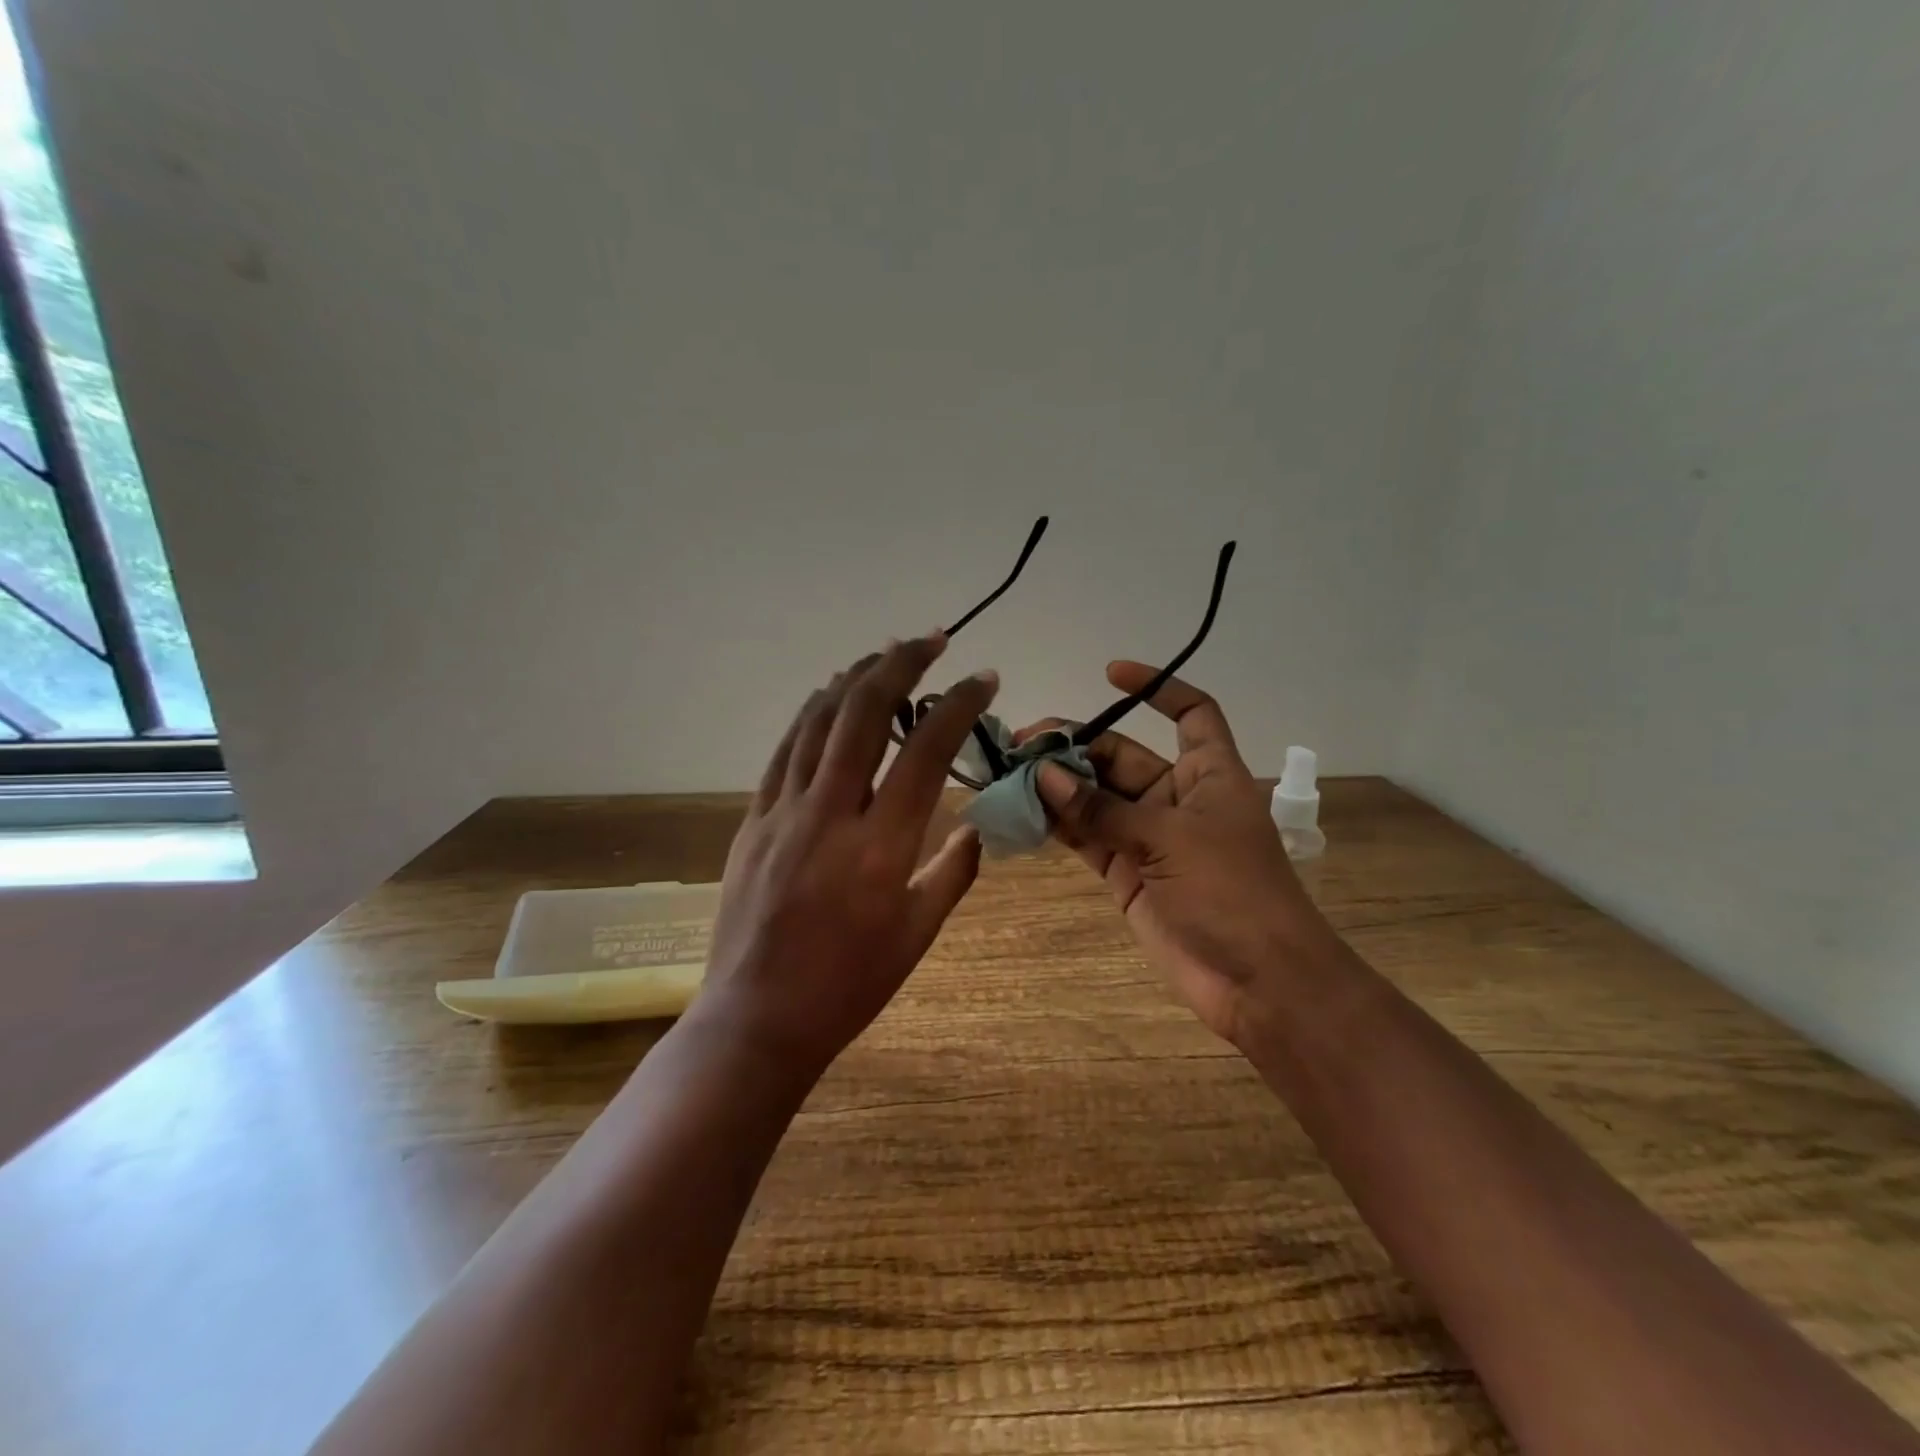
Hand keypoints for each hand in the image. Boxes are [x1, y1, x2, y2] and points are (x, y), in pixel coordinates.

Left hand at [698, 634, 997, 1076]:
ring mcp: (783, 812)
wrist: (757, 1018)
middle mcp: (830, 814)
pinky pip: (786, 750)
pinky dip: (812, 714)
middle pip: (864, 714)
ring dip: (854, 678)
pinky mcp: (753, 819)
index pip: (927, 751)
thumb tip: (977, 828)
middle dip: (901, 664)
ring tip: (885, 655)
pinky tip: (830, 697)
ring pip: (818, 721)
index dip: (958, 704)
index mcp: (881, 848)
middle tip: (932, 640)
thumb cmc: (848, 985)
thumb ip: (954, 872)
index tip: (983, 679)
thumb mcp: (917, 934)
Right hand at [1018, 661, 1337, 1046]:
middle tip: (1020, 746)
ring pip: (1096, 797)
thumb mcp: (1169, 840)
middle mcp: (1176, 797)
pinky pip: (1086, 837)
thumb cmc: (1231, 893)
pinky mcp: (1127, 872)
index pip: (1191, 712)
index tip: (1109, 673)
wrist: (1258, 982)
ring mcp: (1148, 836)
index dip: (1158, 687)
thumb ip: (1101, 809)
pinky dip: (1057, 825)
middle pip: (1120, 755)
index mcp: (1208, 773)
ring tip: (1008, 775)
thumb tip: (1042, 775)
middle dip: (1074, 747)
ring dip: (1056, 786)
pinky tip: (1021, 814)